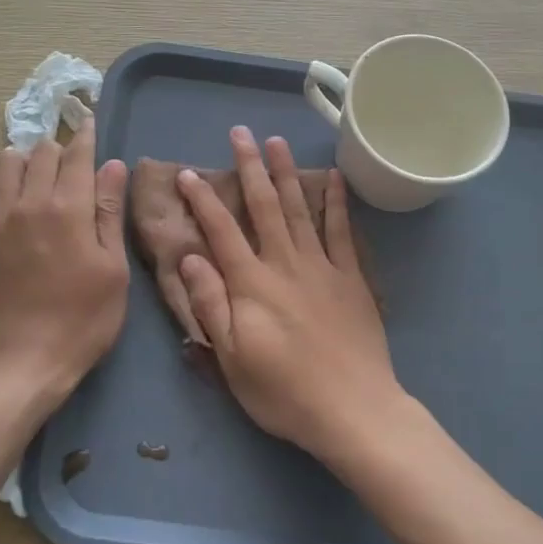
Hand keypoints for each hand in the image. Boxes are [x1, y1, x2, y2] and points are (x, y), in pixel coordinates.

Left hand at [0, 117, 129, 411]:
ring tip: (36, 173)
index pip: (77, 154)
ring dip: (23, 157)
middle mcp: (29, 202)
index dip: (86, 135)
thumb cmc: (84, 318)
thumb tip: (113, 165)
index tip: (90, 123)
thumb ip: (109, 212)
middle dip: (59, 148)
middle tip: (71, 164)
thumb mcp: (113, 268)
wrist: (26, 360)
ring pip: (4, 161)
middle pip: (41, 151)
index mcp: (69, 208)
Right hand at [176, 127, 403, 459]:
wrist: (353, 410)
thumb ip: (211, 304)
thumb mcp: (232, 358)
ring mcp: (322, 267)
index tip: (189, 173)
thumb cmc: (284, 392)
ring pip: (299, 209)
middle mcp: (285, 264)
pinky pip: (342, 231)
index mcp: (252, 284)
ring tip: (277, 141)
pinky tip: (332, 178)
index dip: (203, 200)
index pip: (221, 231)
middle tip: (240, 133)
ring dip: (286, 173)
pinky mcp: (351, 278)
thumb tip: (188, 257)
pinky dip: (336, 202)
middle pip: (263, 206)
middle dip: (250, 167)